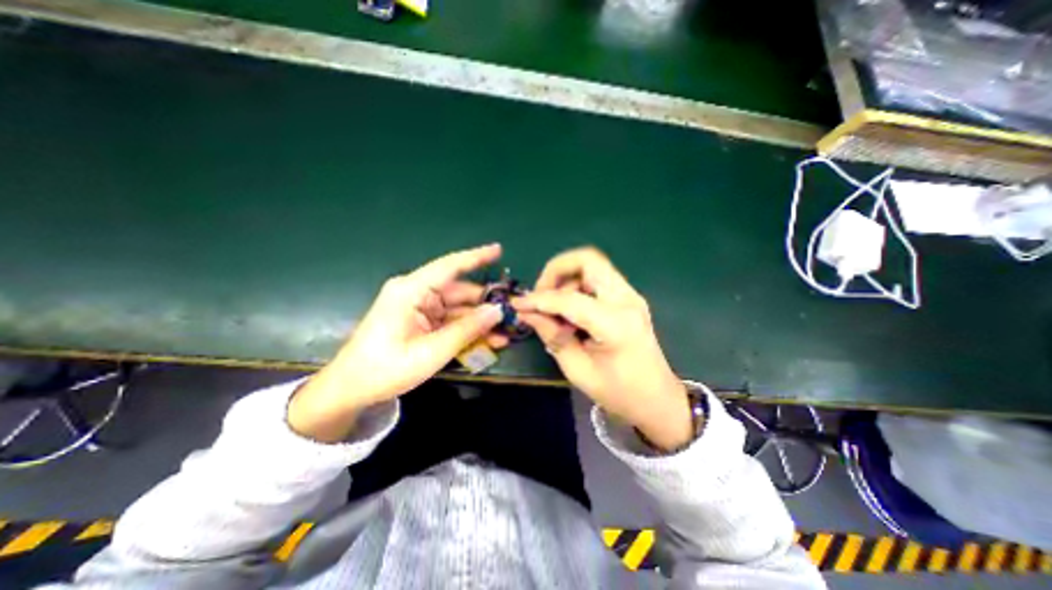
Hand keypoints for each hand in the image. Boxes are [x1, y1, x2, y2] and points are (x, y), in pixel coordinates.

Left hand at [289, 245, 507, 442]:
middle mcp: (416, 294)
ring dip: (480, 321)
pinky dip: (468, 330)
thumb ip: (467, 329)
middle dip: (486, 303)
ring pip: (458, 309)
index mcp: (411, 291)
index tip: (499, 250)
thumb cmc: (386, 369)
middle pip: (459, 292)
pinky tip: (489, 341)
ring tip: (506, 332)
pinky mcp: (422, 322)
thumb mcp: (431, 351)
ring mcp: (419, 308)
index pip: (449, 267)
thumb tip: (497, 311)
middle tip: (513, 311)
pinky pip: (450, 322)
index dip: (476, 257)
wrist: (351, 390)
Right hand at [514, 247, 696, 448]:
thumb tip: (527, 312)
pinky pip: (597, 277)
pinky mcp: (628, 297)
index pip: (570, 299)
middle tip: (541, 293)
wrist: (657, 398)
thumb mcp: (578, 370)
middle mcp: (627, 300)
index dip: (539, 299)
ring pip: (592, 265)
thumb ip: (551, 336)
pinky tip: (569, 308)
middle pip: (588, 259)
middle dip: (556, 269)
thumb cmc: (618, 392)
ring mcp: (630, 295)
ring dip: (566, 277)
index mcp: (616, 324)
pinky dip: (577, 284)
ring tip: (553, 305)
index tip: (518, 304)